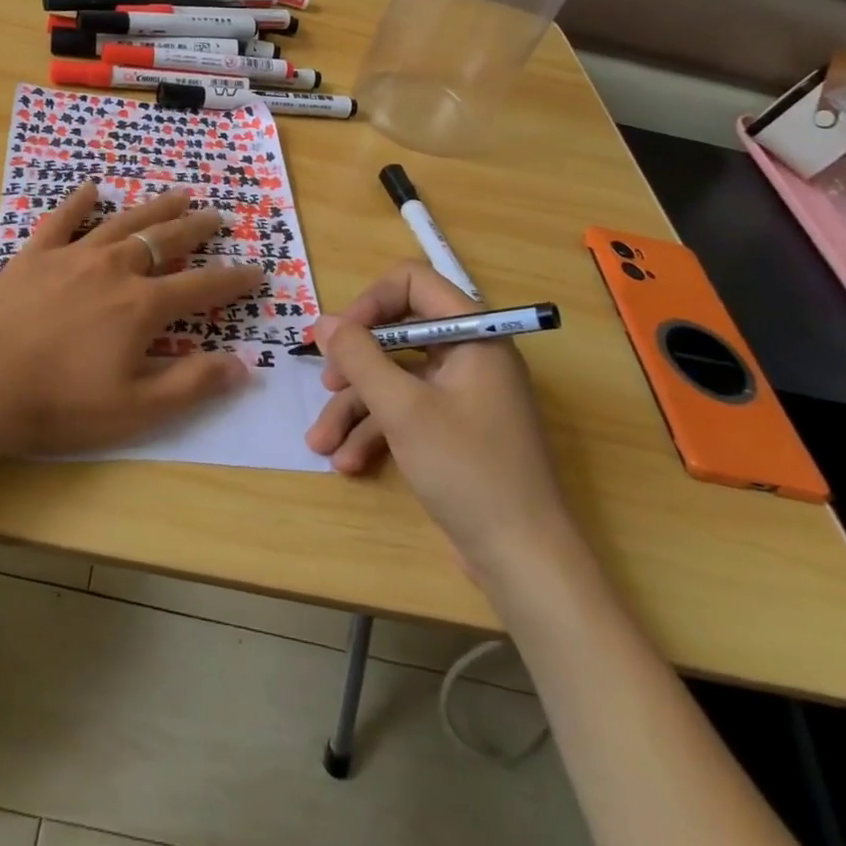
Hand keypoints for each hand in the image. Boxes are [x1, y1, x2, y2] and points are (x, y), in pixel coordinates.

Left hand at [0, 183, 263, 457]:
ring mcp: (72, 255)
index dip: (233, 279)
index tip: (256, 270)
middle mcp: (114, 268)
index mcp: (142, 305)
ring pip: (125, 221)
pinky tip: (92, 188)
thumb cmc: (58, 405)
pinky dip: (79, 201)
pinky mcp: (34, 254)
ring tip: (179, 194)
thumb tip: (242, 364)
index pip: (201, 285)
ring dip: (155, 207)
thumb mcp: (134, 410)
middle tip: (218, 216)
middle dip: (198, 228)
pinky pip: (62, 218)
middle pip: (166, 240)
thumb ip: (191, 385)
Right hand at [306, 263, 574, 580]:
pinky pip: (406, 413)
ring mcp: (462, 396)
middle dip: (355, 365)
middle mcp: (470, 357)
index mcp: (474, 335)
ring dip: (355, 408)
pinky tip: (348, 463)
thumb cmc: (468, 469)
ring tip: (321, 443)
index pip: (415, 283)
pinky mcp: (454, 432)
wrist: (524, 562)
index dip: (372, 301)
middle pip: (398, 336)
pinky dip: (376, 432)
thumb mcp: (403, 409)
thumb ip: (359, 358)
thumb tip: (323, 322)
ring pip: (396, 380)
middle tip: (325, 385)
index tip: (341, 335)